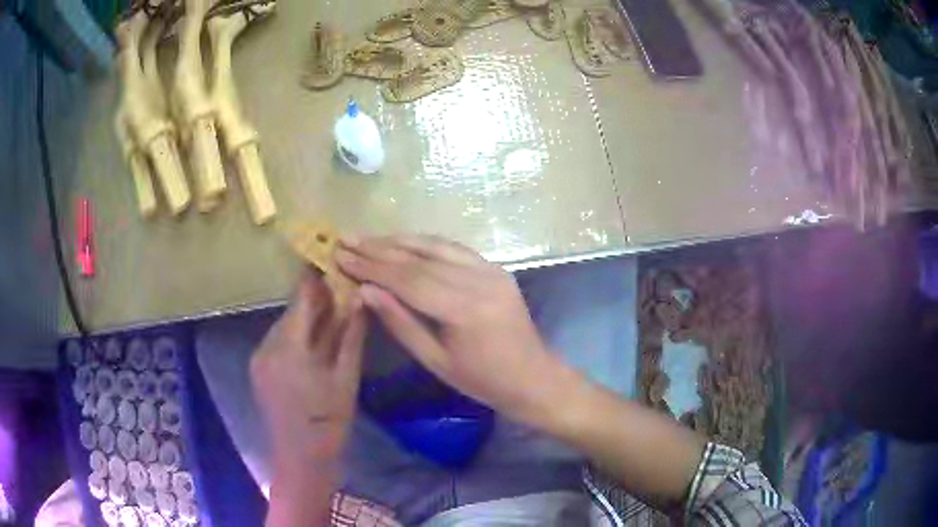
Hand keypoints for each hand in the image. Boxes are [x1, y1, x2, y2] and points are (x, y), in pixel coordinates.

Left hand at [250, 271, 366, 462]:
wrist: (300, 459)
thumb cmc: (329, 422)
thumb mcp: (346, 378)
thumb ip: (351, 336)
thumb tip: (360, 299)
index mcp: (289, 346)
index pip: (301, 298)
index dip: (315, 276)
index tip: (331, 259)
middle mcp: (267, 345)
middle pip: (292, 311)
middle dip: (315, 300)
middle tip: (341, 293)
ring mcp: (259, 357)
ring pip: (285, 325)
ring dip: (306, 319)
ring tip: (332, 319)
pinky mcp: (258, 369)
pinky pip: (278, 341)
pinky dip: (296, 336)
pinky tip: (314, 345)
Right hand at [335, 235, 560, 424]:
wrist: (532, 376)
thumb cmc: (482, 380)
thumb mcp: (435, 360)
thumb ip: (400, 323)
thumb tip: (365, 291)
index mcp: (464, 310)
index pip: (408, 280)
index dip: (371, 267)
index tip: (341, 257)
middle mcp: (479, 281)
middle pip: (420, 259)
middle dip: (378, 249)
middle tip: (346, 239)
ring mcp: (491, 270)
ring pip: (436, 246)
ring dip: (398, 240)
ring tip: (366, 237)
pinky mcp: (496, 268)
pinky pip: (455, 249)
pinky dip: (425, 243)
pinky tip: (403, 241)